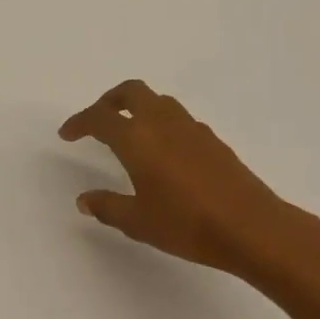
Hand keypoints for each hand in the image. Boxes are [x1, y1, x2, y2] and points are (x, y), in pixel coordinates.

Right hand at [59, 80, 319, 283]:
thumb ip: (107, 207)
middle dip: (109, 100)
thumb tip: (84, 200)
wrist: (251, 227)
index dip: (80, 122)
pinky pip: (178, 118)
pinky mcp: (212, 139)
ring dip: (137, 107)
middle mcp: (162, 122)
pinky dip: (161, 123)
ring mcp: (191, 127)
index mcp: (137, 138)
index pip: (100, 118)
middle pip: (131, 92)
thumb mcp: (138, 222)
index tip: (68, 133)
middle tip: (98, 120)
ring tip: (129, 133)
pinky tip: (164, 153)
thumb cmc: (187, 224)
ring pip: (158, 101)